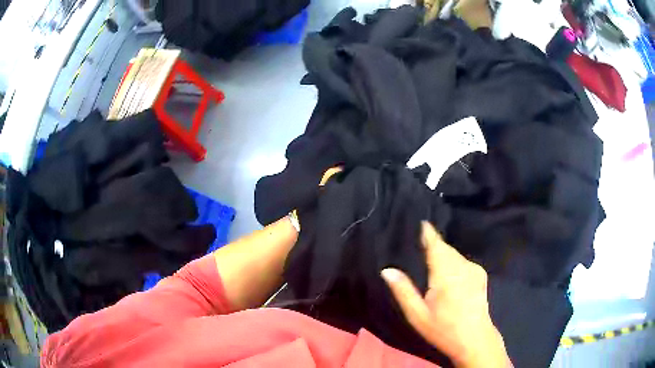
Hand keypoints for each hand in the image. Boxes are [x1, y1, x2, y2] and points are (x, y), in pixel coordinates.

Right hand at [381, 222, 510, 367]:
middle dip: (433, 244)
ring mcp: (474, 269)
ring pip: (454, 254)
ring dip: (442, 253)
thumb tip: (387, 270)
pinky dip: (452, 261)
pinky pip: (462, 261)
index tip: (419, 221)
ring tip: (429, 258)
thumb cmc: (443, 329)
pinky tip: (446, 272)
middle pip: (445, 248)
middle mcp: (462, 266)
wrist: (475, 339)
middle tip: (418, 243)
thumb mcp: (417, 315)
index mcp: (446, 274)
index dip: (427, 232)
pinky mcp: (480, 274)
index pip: (435, 245)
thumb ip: (403, 291)